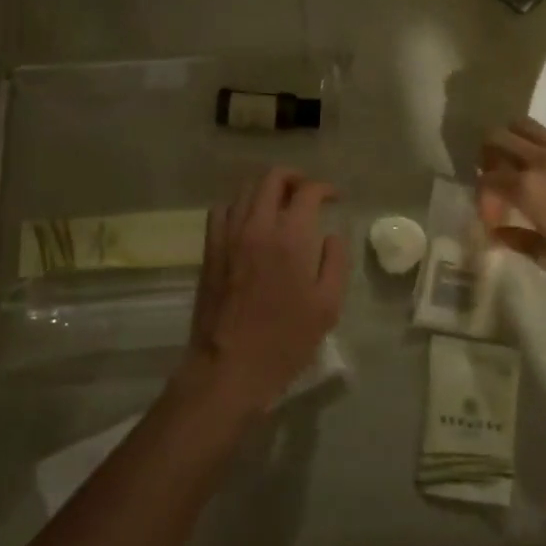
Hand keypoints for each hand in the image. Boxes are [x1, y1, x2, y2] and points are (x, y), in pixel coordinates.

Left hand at [180, 168, 347, 418]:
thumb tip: (331, 234)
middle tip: (308, 193)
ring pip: (246, 189)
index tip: (335, 198)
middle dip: (295, 178)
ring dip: (267, 189)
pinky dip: (239, 206)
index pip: (308, 191)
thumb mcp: (327, 306)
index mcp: (291, 237)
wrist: (229, 367)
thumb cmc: (285, 340)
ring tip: (281, 205)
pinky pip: (222, 210)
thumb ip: (335, 261)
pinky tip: (249, 222)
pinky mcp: (210, 249)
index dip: (325, 188)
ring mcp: (229, 235)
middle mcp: (258, 226)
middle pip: (273, 178)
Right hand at [478, 117, 545, 286]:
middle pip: (496, 137)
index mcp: (526, 187)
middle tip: (498, 180)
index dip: (484, 200)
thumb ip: (516, 240)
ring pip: (524, 125)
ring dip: (514, 141)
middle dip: (488, 158)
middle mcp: (540, 159)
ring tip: (522, 164)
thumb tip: (496, 234)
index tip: (495, 221)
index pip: (487, 179)